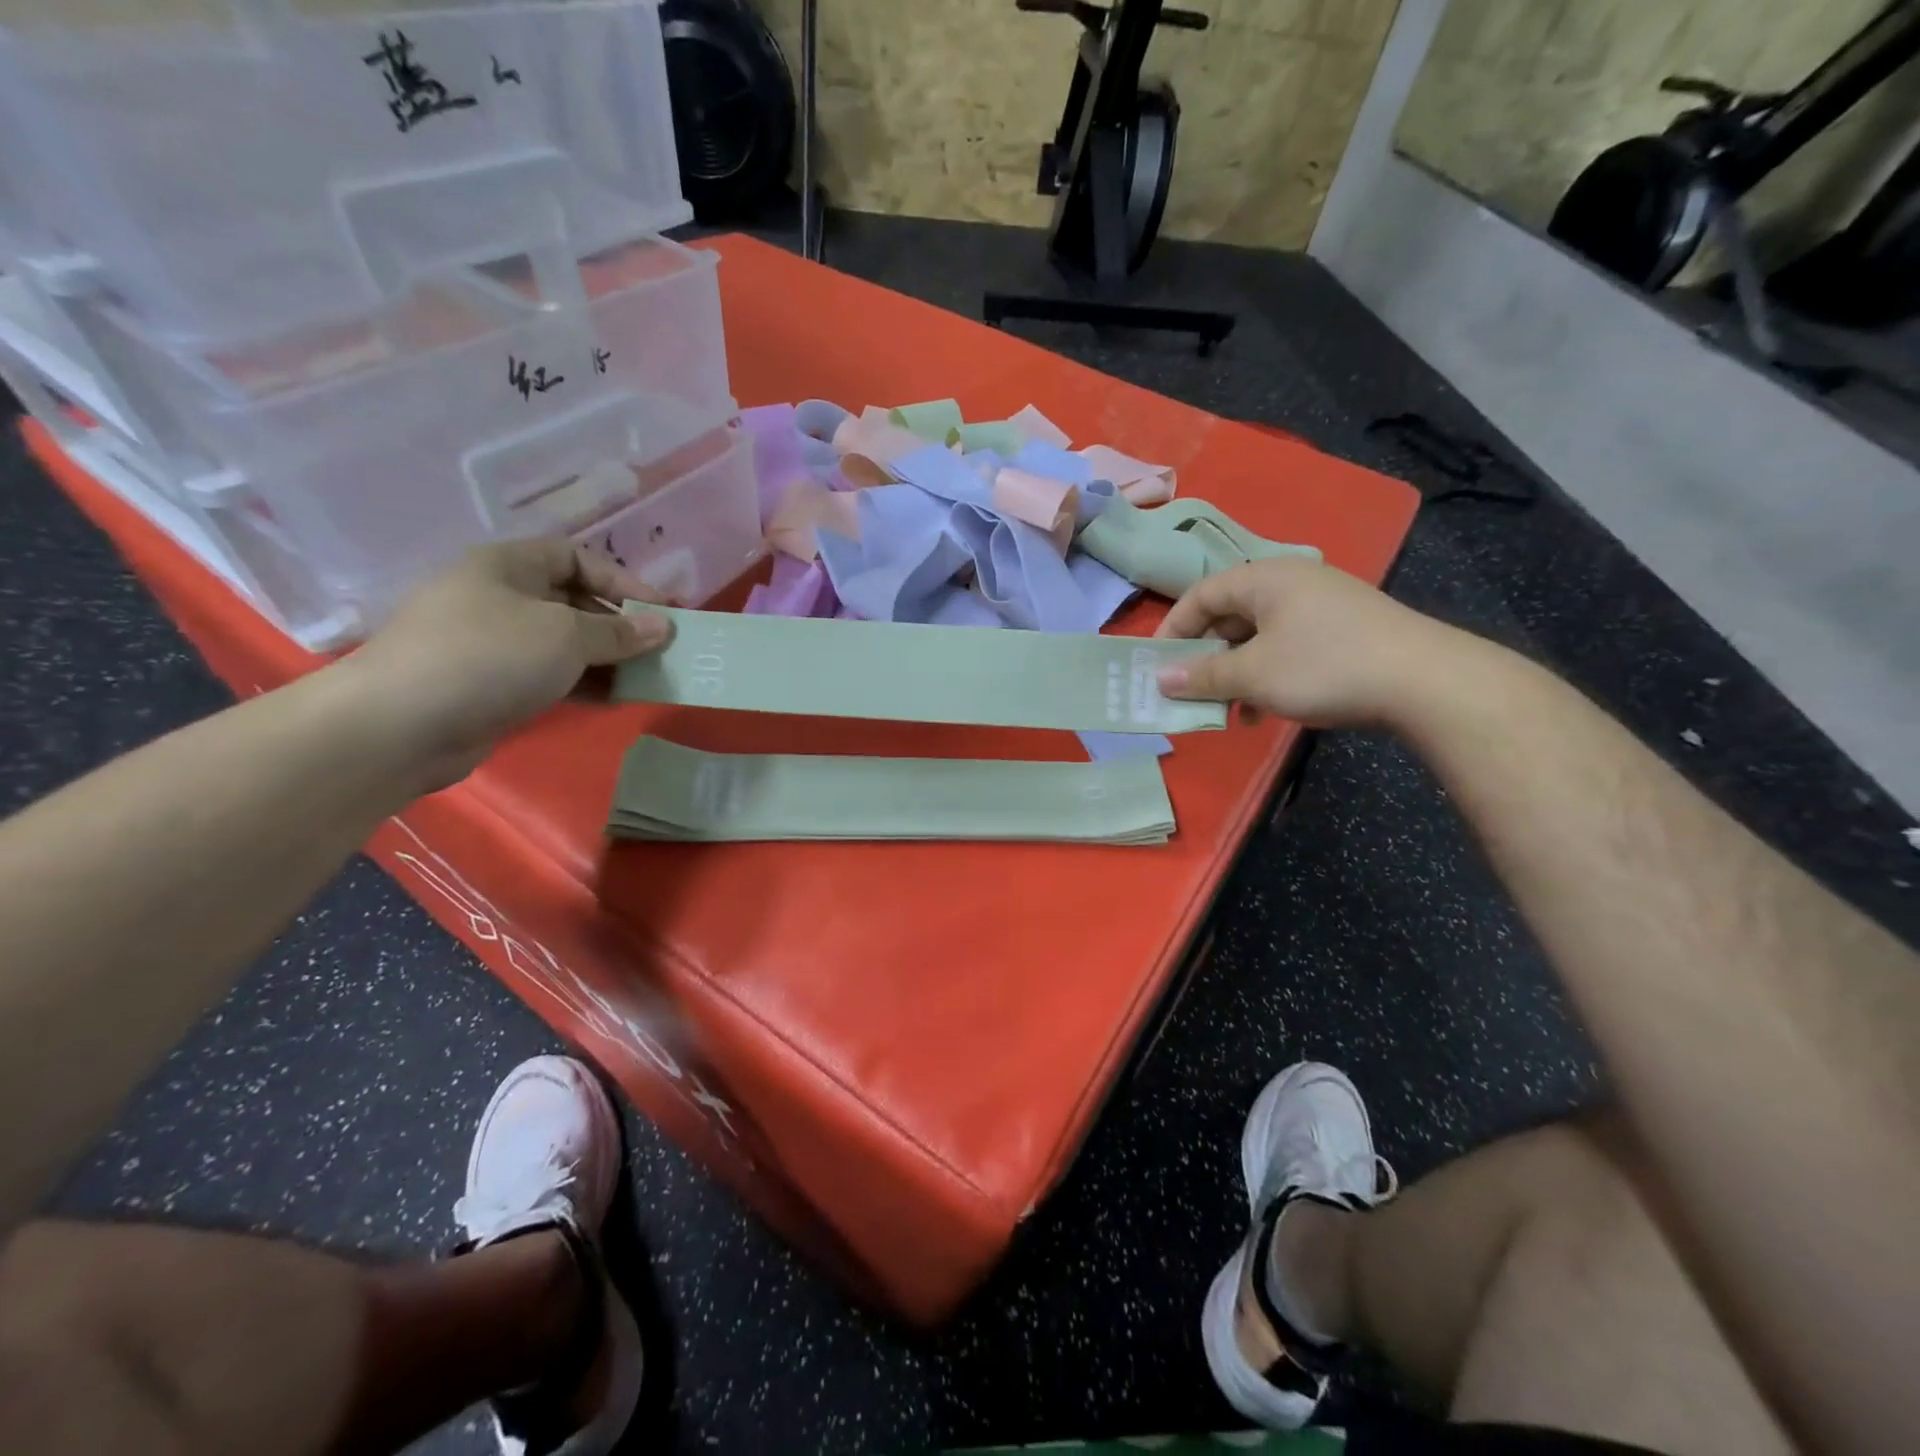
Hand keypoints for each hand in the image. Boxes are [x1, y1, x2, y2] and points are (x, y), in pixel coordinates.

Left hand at [343, 539, 672, 785]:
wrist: (401, 724)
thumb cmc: (490, 657)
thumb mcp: (566, 635)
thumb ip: (619, 632)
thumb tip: (663, 627)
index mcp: (507, 566)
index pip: (577, 558)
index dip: (623, 581)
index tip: (663, 610)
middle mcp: (499, 597)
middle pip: (573, 602)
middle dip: (620, 625)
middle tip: (661, 648)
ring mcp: (492, 643)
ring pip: (564, 643)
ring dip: (608, 659)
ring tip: (648, 677)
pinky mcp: (492, 685)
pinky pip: (550, 675)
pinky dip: (584, 683)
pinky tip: (615, 698)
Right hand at [1153, 557, 1459, 728]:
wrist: (1425, 682)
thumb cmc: (1324, 667)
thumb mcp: (1252, 675)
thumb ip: (1202, 676)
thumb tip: (1160, 679)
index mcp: (1265, 578)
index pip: (1201, 595)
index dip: (1172, 629)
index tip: (1157, 666)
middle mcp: (1292, 582)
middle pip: (1229, 616)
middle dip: (1205, 658)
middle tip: (1190, 692)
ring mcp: (1322, 605)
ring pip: (1258, 637)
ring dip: (1235, 673)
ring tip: (1228, 710)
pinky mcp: (1344, 630)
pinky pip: (1288, 647)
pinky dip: (1268, 675)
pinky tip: (1265, 711)